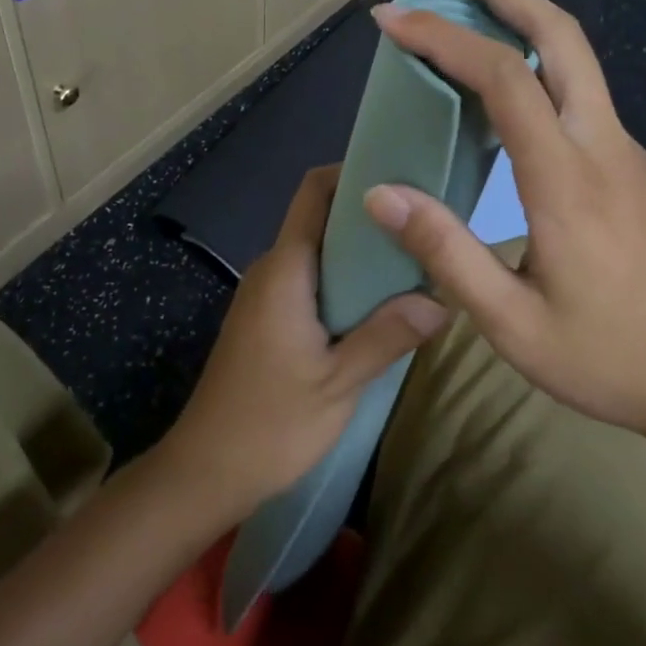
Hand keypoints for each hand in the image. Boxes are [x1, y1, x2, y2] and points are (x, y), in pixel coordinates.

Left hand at [161, 166, 448, 522]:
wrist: (203, 474)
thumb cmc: (269, 425)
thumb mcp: (338, 383)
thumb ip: (388, 336)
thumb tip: (441, 300)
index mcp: (286, 269)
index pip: (315, 191)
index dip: (353, 171)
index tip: (402, 175)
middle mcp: (273, 268)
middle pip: (322, 217)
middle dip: (370, 214)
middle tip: (423, 225)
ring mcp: (267, 292)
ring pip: (319, 250)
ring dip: (361, 251)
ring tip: (412, 260)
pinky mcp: (268, 316)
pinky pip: (312, 277)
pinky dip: (346, 278)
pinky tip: (380, 301)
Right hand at [361, 0, 645, 449]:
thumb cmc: (613, 358)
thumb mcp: (514, 323)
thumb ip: (446, 253)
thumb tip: (382, 194)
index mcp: (566, 177)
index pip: (500, 77)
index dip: (441, 38)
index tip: (391, 19)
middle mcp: (602, 144)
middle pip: (559, 36)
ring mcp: (627, 152)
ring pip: (577, 59)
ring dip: (525, 19)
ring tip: (473, 9)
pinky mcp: (635, 169)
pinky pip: (583, 94)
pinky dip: (540, 63)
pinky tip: (512, 86)